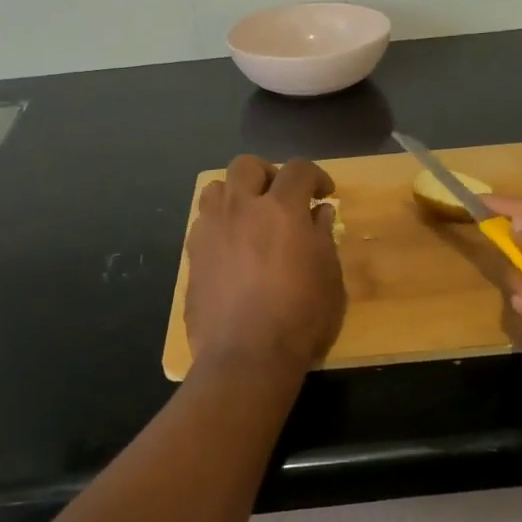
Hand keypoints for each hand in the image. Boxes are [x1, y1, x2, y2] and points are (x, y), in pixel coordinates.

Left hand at [185, 156, 346, 372]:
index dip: (316, 176)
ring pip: (215, 188)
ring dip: (235, 194)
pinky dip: (219, 225)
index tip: (324, 194)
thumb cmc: (301, 317)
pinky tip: (231, 249)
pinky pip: (202, 223)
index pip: (298, 169)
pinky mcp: (192, 255)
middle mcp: (240, 209)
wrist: (246, 355)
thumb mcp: (329, 277)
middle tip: (282, 198)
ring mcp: (210, 230)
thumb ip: (323, 237)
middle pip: (247, 165)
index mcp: (281, 209)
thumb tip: (319, 213)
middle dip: (268, 174)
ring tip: (249, 218)